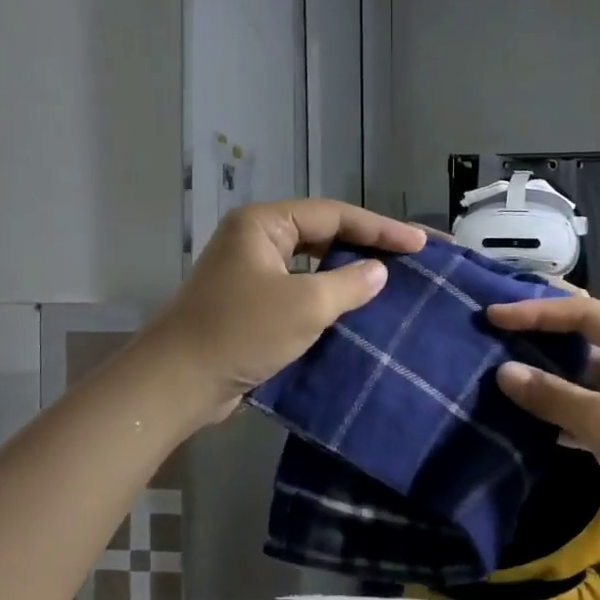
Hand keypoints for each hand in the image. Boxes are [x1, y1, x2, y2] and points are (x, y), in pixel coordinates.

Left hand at [145, 200, 425, 423]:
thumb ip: (349, 283)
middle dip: (369, 246)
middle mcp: (257, 240)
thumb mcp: (304, 305)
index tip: (422, 244)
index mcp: (264, 224)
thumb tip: (379, 271)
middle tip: (416, 256)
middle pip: (324, 235)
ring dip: (351, 273)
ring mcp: (252, 274)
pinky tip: (359, 311)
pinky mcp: (252, 306)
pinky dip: (330, 299)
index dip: (382, 229)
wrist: (177, 384)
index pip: (335, 215)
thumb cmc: (240, 332)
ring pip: (314, 266)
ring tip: (396, 280)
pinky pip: (301, 293)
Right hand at [487, 294, 599, 558]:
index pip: (583, 315)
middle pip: (579, 342)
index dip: (536, 312)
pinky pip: (579, 412)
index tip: (492, 315)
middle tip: (487, 336)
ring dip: (540, 379)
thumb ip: (555, 397)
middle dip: (535, 339)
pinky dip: (552, 414)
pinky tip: (517, 417)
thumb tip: (502, 373)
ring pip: (576, 380)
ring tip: (491, 373)